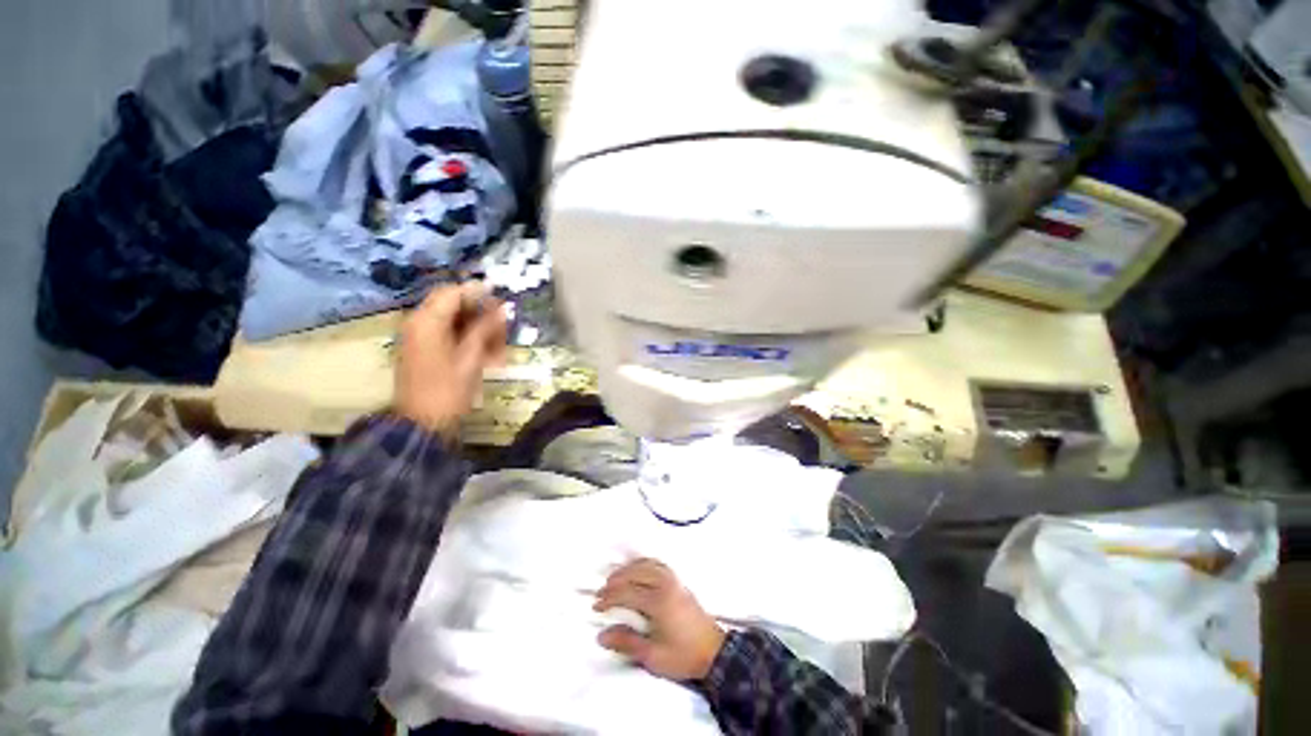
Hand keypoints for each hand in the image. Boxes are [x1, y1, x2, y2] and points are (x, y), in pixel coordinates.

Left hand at [395, 283, 507, 439]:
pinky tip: (487, 355)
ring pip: (454, 321)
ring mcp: (420, 337)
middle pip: (454, 305)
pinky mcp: (424, 350)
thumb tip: (500, 307)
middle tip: (504, 331)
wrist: (422, 424)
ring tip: (499, 348)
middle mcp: (419, 323)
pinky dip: (469, 340)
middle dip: (481, 314)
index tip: (503, 305)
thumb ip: (484, 329)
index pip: (453, 292)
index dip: (479, 294)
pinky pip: (449, 335)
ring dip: (478, 329)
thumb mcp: (471, 358)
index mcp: (427, 322)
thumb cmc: (448, 391)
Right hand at [594, 558, 725, 680]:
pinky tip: (636, 570)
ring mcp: (674, 580)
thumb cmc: (683, 656)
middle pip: (635, 574)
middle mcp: (665, 585)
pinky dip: (643, 564)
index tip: (596, 606)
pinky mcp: (679, 581)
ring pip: (646, 565)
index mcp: (658, 602)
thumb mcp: (653, 657)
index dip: (609, 598)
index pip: (627, 593)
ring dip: (628, 569)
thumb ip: (627, 643)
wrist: (713, 651)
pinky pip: (657, 564)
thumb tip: (602, 635)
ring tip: (614, 579)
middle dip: (615, 580)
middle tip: (601, 592)